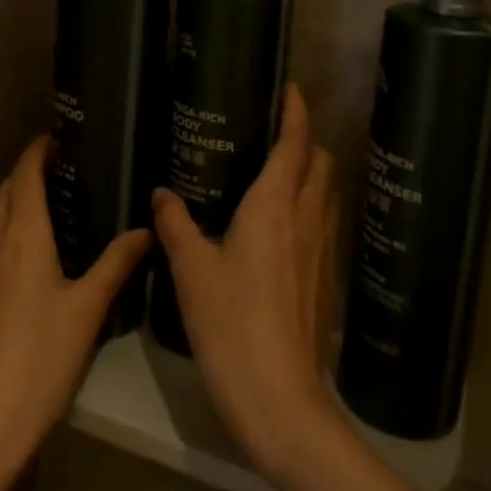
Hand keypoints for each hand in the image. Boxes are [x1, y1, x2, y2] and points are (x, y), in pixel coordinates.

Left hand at [0, 136, 149, 490]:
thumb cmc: (41, 357)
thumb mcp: (87, 309)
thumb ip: (116, 263)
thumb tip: (144, 229)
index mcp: (21, 233)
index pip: (25, 172)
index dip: (39, 149)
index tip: (60, 137)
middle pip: (5, 191)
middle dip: (28, 174)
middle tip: (66, 172)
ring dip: (15, 204)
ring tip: (51, 210)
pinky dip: (5, 234)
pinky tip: (27, 259)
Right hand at [152, 84, 342, 483]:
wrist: (281, 401)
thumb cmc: (231, 325)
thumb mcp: (192, 272)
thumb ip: (176, 225)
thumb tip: (162, 192)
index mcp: (274, 207)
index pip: (295, 144)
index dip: (297, 112)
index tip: (291, 89)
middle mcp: (307, 219)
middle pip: (321, 163)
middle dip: (305, 141)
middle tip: (272, 136)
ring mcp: (322, 252)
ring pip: (327, 194)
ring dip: (311, 174)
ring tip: (276, 175)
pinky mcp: (326, 280)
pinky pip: (325, 225)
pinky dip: (311, 209)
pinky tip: (282, 230)